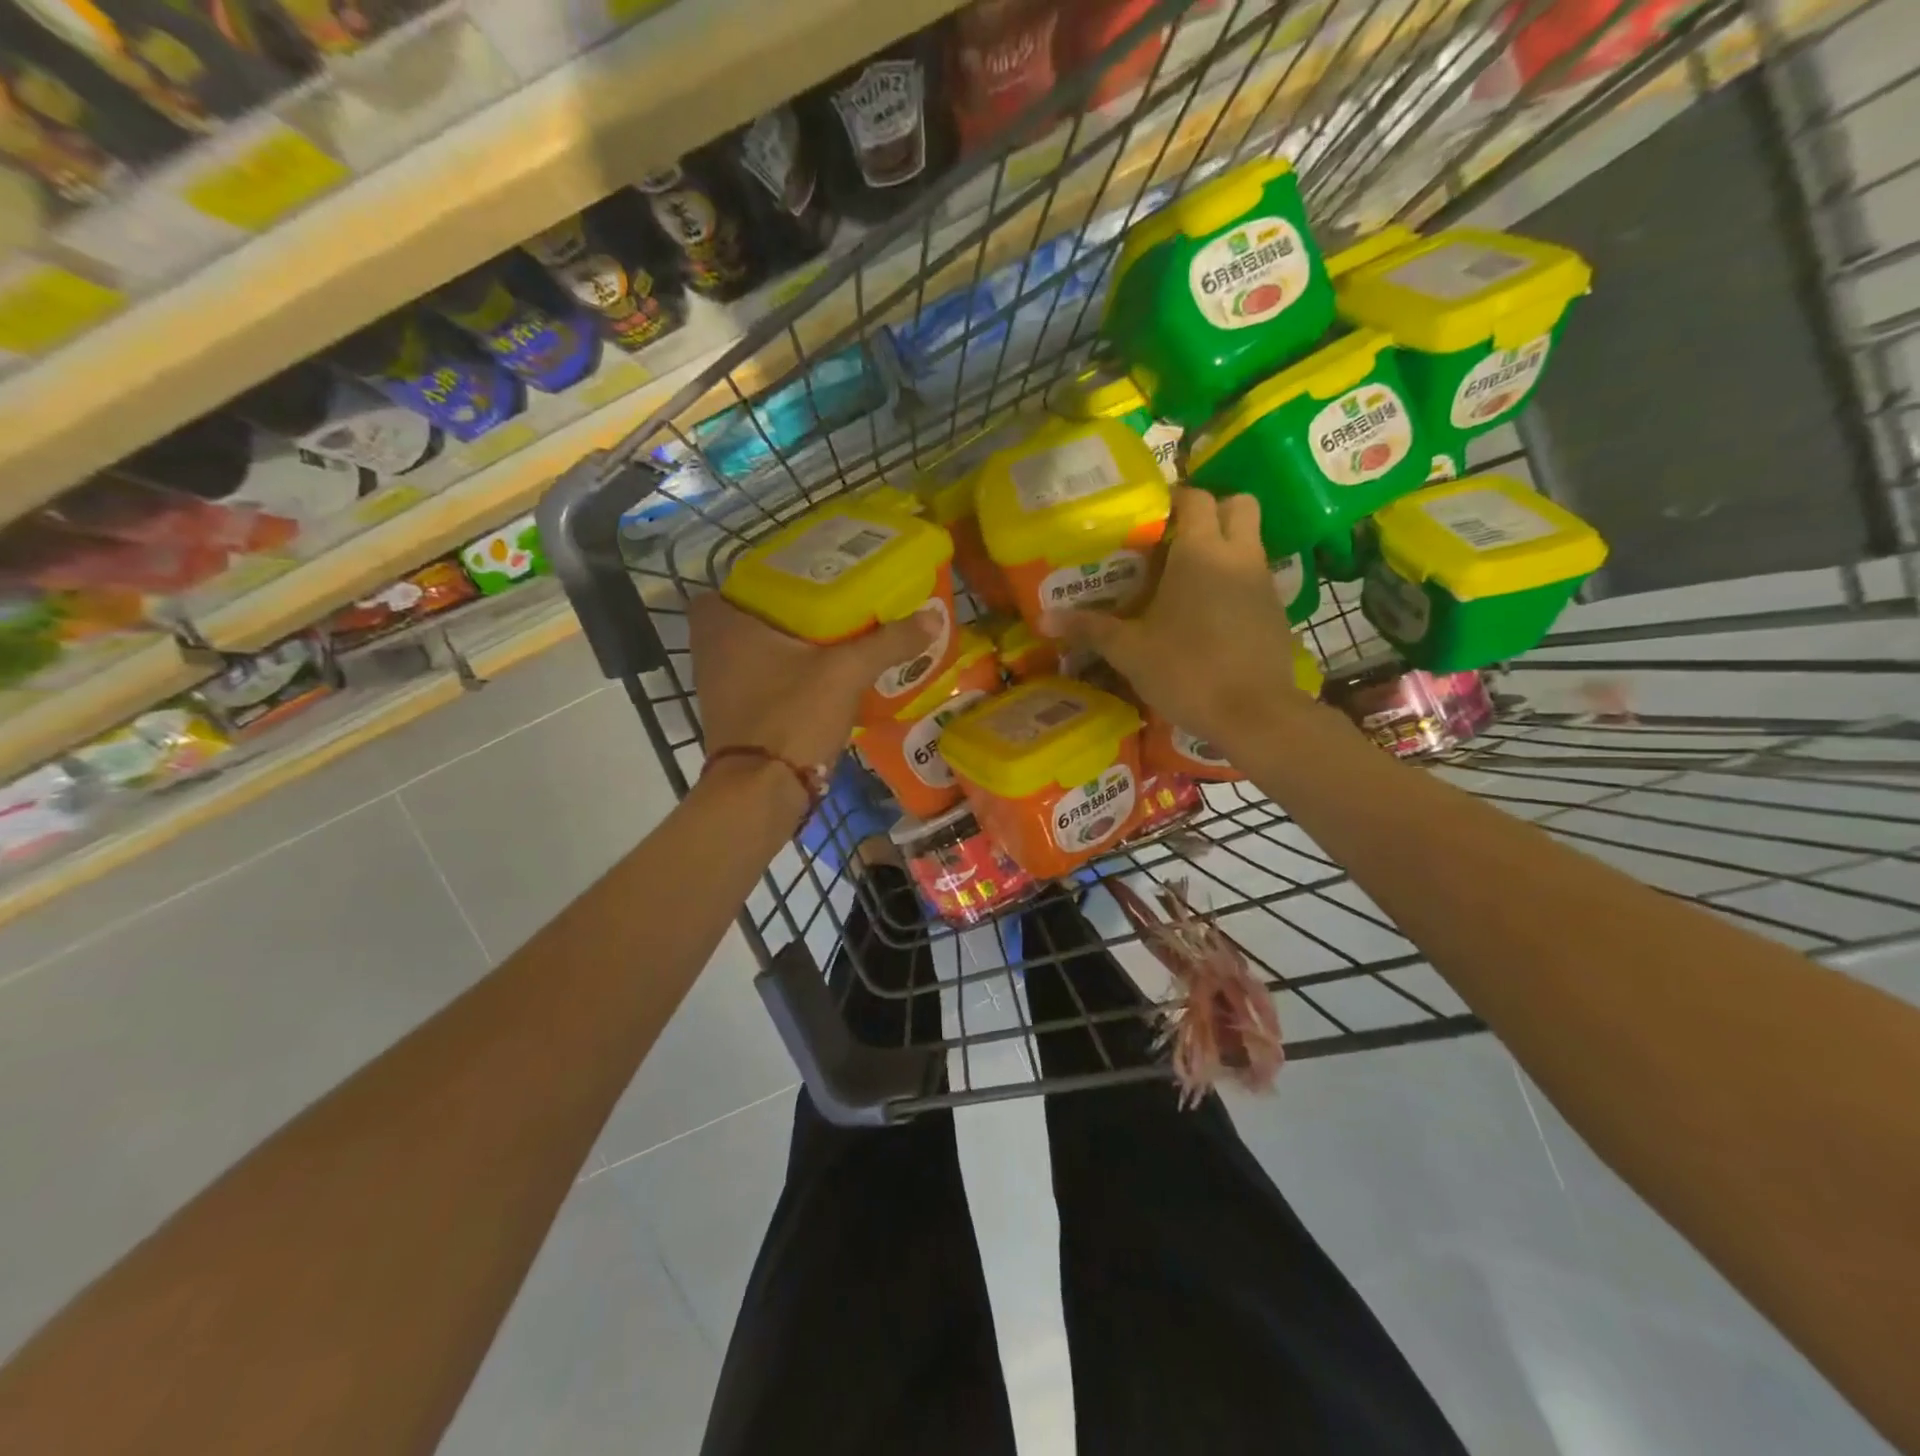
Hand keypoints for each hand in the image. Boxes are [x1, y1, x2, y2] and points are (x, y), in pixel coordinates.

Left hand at [689, 593, 938, 768]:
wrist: (760, 792)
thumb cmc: (792, 715)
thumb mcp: (846, 672)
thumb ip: (888, 641)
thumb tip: (934, 614)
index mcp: (724, 623)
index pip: (740, 581)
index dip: (770, 577)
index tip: (808, 580)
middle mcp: (709, 649)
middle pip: (752, 616)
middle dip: (787, 613)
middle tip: (830, 608)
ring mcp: (716, 686)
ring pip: (755, 651)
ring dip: (787, 647)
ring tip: (833, 640)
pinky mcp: (731, 715)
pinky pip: (758, 681)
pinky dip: (783, 677)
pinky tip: (820, 681)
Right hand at [1047, 488, 1307, 753]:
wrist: (1253, 714)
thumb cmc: (1187, 671)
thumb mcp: (1129, 651)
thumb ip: (1089, 629)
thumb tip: (1043, 618)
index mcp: (1200, 552)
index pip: (1196, 498)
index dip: (1175, 498)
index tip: (1151, 516)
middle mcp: (1239, 555)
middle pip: (1239, 504)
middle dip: (1213, 510)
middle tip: (1179, 537)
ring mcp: (1264, 582)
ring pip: (1250, 542)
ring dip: (1225, 547)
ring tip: (1188, 580)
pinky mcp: (1277, 612)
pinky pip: (1256, 579)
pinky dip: (1236, 583)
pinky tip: (1210, 616)